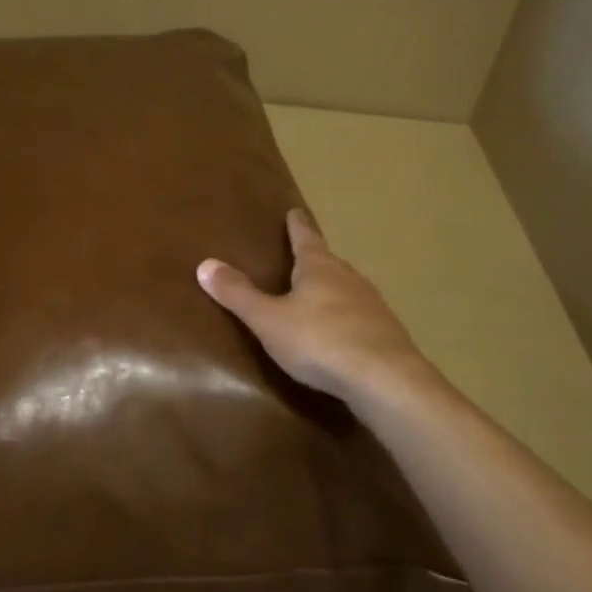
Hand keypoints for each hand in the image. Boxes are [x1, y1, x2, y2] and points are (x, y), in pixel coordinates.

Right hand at [197, 208, 442, 415]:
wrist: (385, 380)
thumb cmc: (319, 341)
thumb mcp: (268, 319)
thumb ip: (238, 294)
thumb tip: (205, 264)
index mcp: (319, 268)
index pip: (305, 237)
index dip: (296, 225)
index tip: (294, 211)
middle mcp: (349, 279)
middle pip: (328, 263)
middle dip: (314, 260)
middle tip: (300, 257)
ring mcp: (372, 306)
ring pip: (347, 290)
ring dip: (332, 290)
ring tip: (317, 296)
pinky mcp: (386, 334)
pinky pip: (360, 318)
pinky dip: (346, 319)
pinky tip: (340, 334)